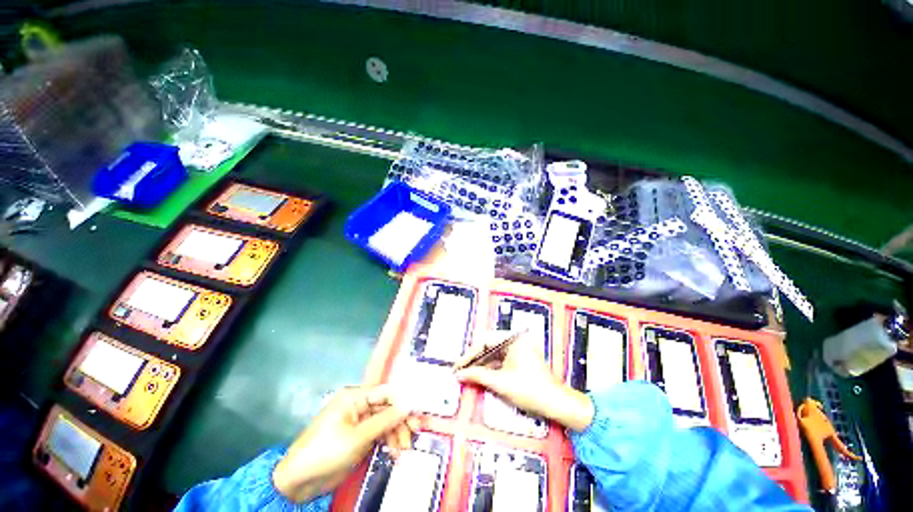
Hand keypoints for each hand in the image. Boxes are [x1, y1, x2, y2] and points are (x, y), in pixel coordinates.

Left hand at [272, 385, 418, 501]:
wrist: (298, 482)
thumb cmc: (325, 452)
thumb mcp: (357, 437)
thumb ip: (385, 420)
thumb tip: (409, 403)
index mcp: (354, 397)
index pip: (386, 392)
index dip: (403, 400)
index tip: (417, 412)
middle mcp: (359, 405)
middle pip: (388, 407)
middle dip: (401, 420)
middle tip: (415, 433)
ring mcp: (359, 422)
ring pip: (386, 421)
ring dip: (396, 433)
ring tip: (403, 449)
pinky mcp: (359, 437)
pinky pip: (380, 434)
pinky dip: (388, 442)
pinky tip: (394, 452)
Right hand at [454, 331, 593, 430]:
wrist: (556, 405)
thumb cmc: (529, 390)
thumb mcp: (501, 382)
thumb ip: (478, 375)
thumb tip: (459, 374)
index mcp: (514, 338)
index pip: (485, 341)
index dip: (470, 354)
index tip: (458, 366)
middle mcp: (517, 339)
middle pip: (489, 346)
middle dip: (475, 359)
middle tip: (461, 370)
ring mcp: (519, 348)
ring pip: (494, 353)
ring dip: (481, 364)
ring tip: (467, 374)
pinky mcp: (521, 358)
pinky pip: (501, 359)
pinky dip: (491, 368)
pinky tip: (480, 376)